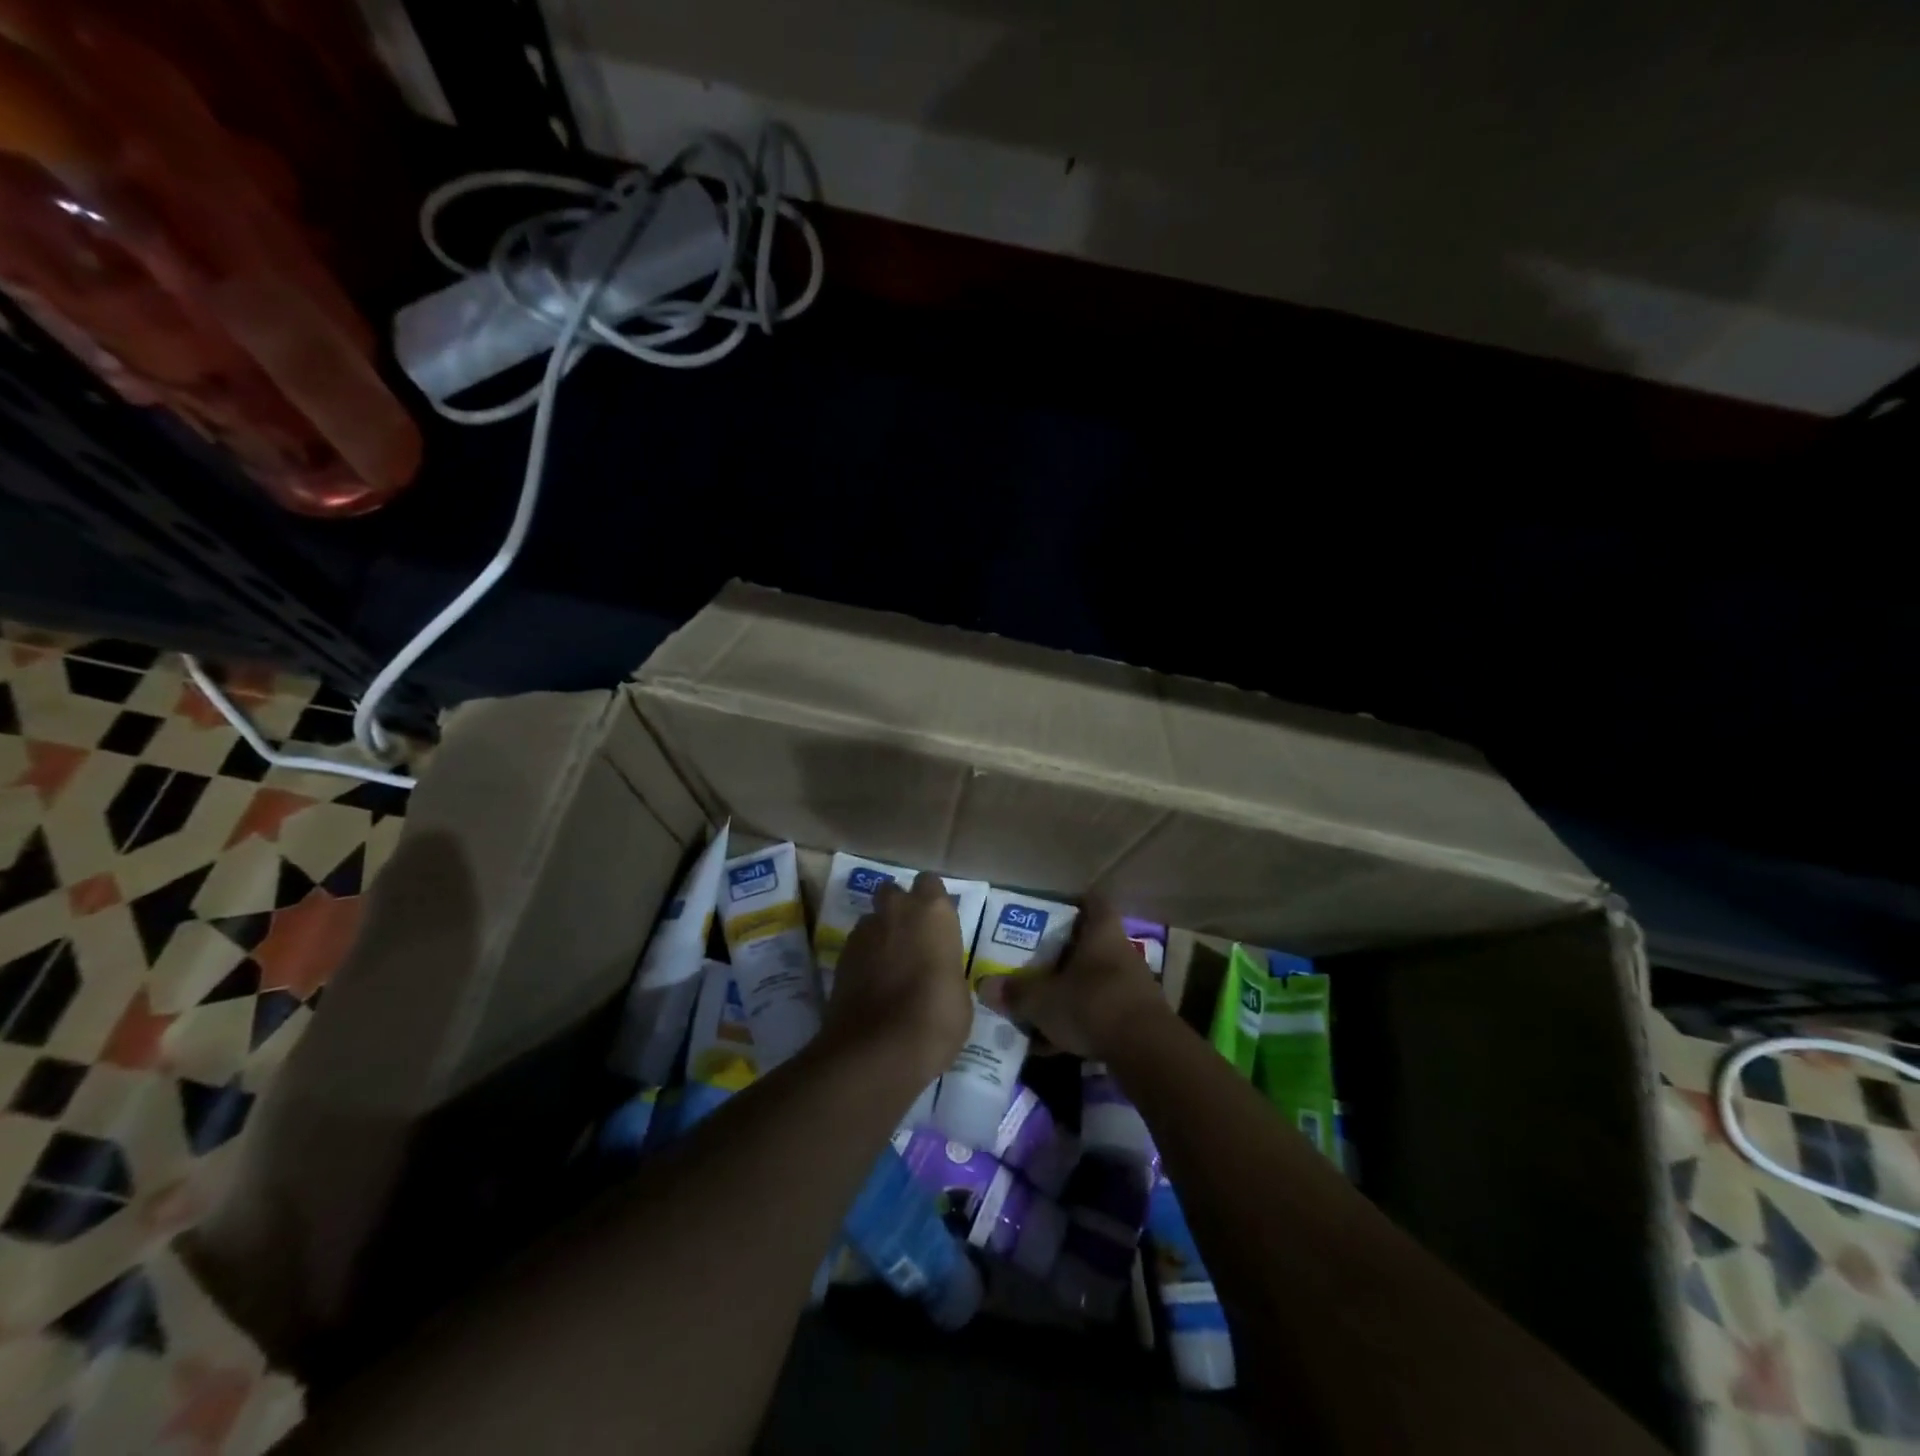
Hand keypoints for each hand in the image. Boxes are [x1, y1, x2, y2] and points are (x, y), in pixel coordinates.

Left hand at [825, 872, 971, 1081]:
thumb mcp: (960, 995)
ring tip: (889, 967)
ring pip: (872, 920)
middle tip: (912, 940)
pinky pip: (857, 948)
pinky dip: (864, 960)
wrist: (878, 1050)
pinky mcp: (840, 958)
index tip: (938, 925)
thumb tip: (939, 974)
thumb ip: (947, 969)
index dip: (932, 902)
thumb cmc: (936, 1018)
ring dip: (880, 935)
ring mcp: (864, 932)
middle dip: (899, 909)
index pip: (930, 884)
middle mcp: (896, 910)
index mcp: (933, 912)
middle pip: (894, 892)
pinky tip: (872, 986)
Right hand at [980, 897, 1166, 1058]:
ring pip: (1094, 980)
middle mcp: (1120, 952)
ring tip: (1039, 1005)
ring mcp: (1132, 986)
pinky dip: (1080, 1022)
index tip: (1052, 911)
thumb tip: (984, 986)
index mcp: (1101, 933)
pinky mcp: (1137, 1019)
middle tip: (1034, 962)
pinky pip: (1101, 1012)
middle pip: (1091, 944)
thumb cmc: (1092, 1004)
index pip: (1093, 902)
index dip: (1074, 903)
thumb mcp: (1043, 1000)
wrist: (1146, 1051)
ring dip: (1071, 991)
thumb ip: (1015, 993)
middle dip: (1063, 954)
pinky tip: (1055, 1044)